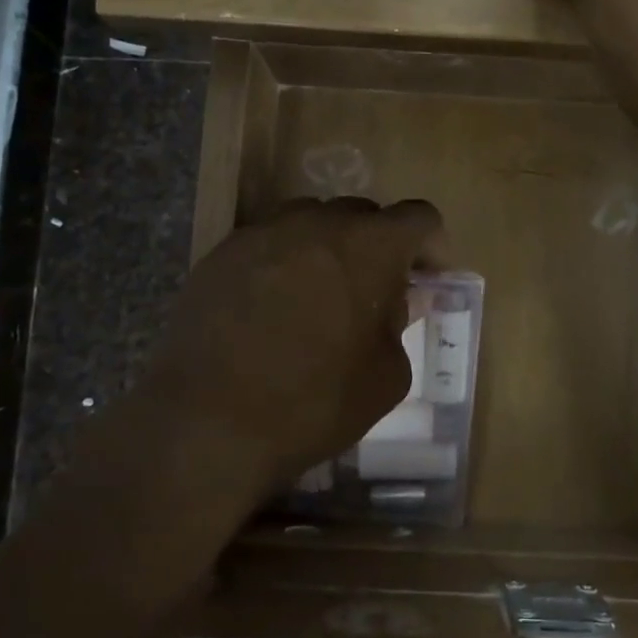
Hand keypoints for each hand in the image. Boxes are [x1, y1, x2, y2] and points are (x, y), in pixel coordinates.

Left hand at [126, 197, 441, 503]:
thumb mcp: (385, 377)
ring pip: (314, 222)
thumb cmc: (312, 403)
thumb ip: (400, 323)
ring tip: (320, 298)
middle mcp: (318, 222)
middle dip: (379, 247)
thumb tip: (396, 299)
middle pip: (364, 214)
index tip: (427, 279)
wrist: (206, 423)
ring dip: (330, 249)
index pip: (419, 217)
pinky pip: (270, 242)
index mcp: (370, 245)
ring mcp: (264, 232)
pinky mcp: (223, 251)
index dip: (431, 245)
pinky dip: (286, 263)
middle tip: (375, 295)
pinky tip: (273, 309)